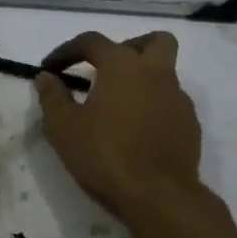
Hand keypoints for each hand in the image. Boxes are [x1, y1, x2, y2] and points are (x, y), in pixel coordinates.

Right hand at [35, 31, 203, 220]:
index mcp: (123, 65)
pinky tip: (136, 131)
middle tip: (105, 70)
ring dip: (142, 80)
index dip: (67, 50)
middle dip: (128, 47)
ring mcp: (178, 99)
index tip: (51, 68)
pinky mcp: (190, 125)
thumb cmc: (104, 154)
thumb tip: (46, 77)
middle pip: (152, 41)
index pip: (92, 41)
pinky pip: (170, 103)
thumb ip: (52, 96)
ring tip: (117, 107)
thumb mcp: (63, 127)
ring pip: (164, 73)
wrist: (159, 196)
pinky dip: (153, 106)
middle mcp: (157, 73)